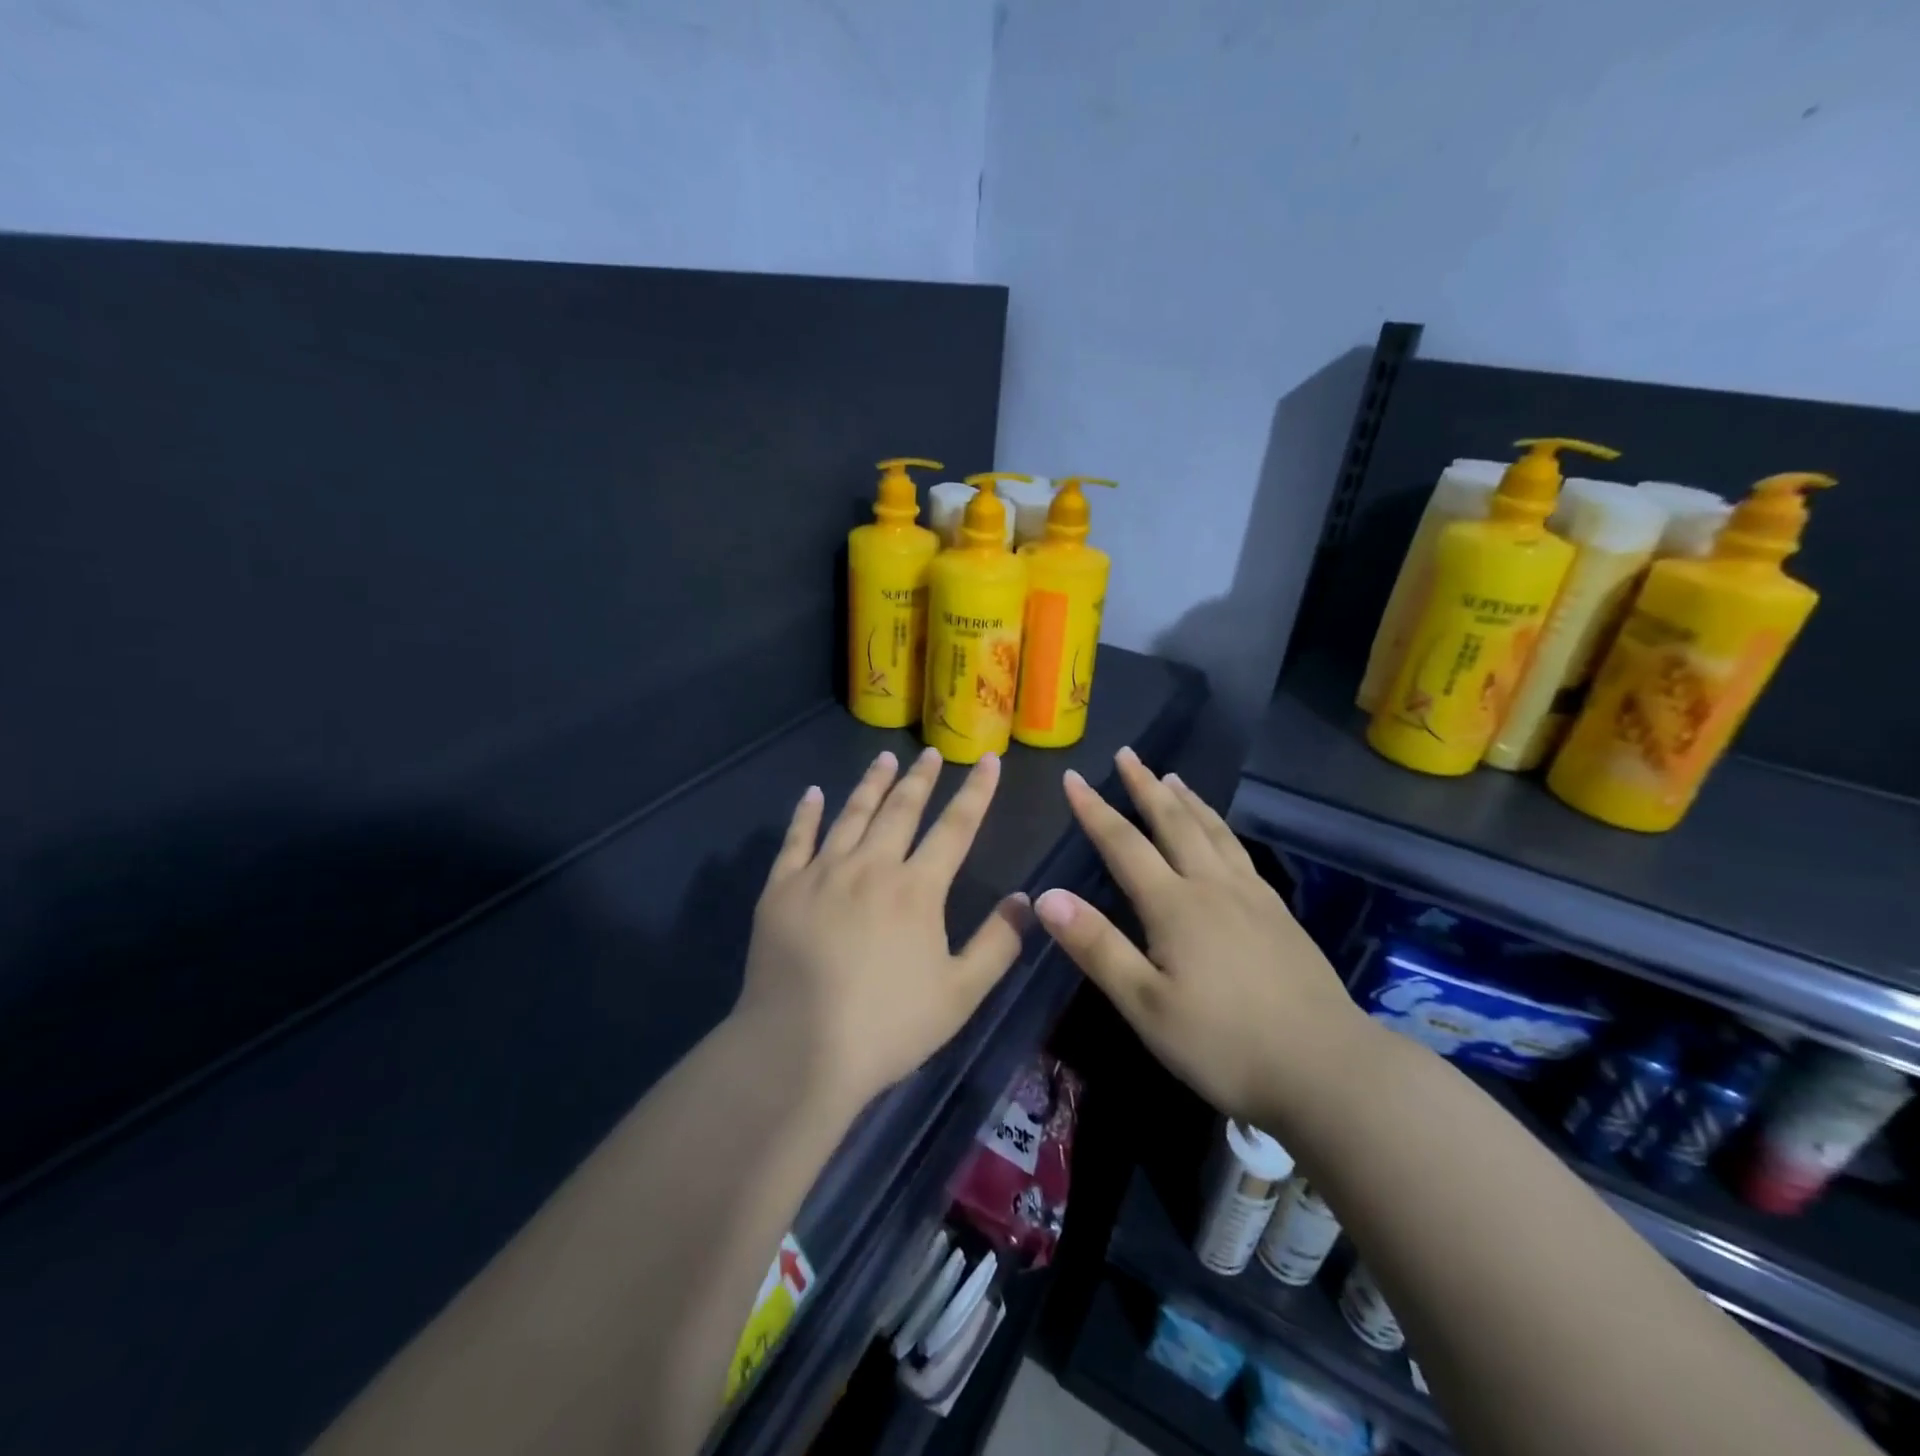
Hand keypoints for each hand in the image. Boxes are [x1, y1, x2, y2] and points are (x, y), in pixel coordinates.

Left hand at [735, 746, 1030, 1108]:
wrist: (798, 1051)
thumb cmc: (888, 1026)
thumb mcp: (960, 994)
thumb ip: (998, 944)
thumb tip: (1026, 899)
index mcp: (917, 889)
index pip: (955, 828)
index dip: (976, 792)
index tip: (988, 760)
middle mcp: (871, 867)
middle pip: (901, 809)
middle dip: (921, 778)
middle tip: (932, 753)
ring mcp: (821, 874)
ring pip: (852, 814)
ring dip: (872, 784)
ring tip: (884, 758)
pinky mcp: (781, 890)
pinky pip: (796, 840)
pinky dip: (806, 814)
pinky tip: (812, 794)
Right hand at [1035, 748, 1365, 1124]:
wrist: (1328, 1069)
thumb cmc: (1224, 1044)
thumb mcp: (1146, 1004)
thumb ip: (1096, 947)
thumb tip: (1046, 896)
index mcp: (1175, 905)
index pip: (1123, 844)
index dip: (1094, 809)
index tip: (1073, 777)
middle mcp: (1213, 887)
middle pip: (1174, 823)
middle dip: (1145, 786)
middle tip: (1128, 754)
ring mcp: (1252, 897)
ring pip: (1213, 832)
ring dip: (1188, 801)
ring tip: (1173, 777)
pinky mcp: (1279, 915)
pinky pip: (1240, 852)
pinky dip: (1221, 828)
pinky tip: (1223, 837)